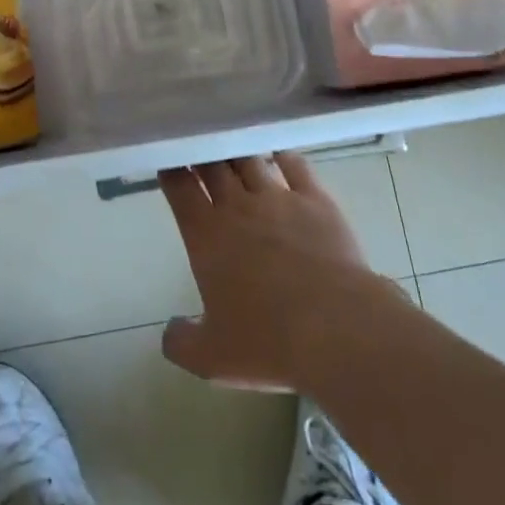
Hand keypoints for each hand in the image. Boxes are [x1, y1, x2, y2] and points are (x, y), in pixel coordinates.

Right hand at [159, 154, 408, 391]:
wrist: (336, 328)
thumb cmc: (268, 342)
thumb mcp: (212, 359)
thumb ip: (182, 342)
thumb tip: (170, 332)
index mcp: (206, 236)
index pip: (180, 189)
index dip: (171, 172)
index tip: (167, 161)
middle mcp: (238, 207)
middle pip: (213, 166)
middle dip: (202, 154)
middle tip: (197, 146)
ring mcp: (278, 198)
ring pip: (250, 161)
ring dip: (238, 152)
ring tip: (232, 145)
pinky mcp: (315, 200)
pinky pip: (295, 165)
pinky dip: (283, 155)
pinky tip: (279, 152)